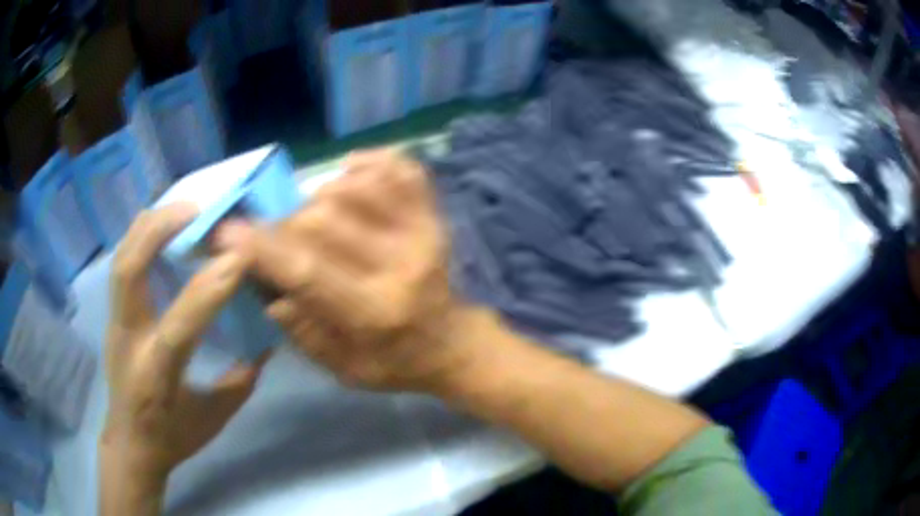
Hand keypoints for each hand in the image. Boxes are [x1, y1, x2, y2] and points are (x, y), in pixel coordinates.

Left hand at [103, 204, 268, 484]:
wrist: (130, 443)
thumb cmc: (172, 436)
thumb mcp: (213, 418)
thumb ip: (239, 381)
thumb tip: (265, 344)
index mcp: (156, 375)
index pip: (179, 325)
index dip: (210, 288)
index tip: (240, 256)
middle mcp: (128, 340)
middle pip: (130, 270)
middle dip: (161, 230)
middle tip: (198, 210)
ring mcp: (115, 323)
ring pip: (122, 258)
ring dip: (149, 226)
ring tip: (181, 210)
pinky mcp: (112, 316)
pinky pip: (122, 263)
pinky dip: (140, 237)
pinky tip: (160, 230)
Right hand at [216, 149, 496, 392]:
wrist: (453, 343)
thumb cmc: (394, 363)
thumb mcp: (342, 368)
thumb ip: (299, 328)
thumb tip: (264, 280)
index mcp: (374, 312)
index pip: (308, 269)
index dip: (262, 247)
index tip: (228, 231)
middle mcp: (401, 264)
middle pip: (323, 218)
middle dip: (287, 224)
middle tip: (281, 237)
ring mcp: (423, 231)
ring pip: (354, 185)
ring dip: (320, 195)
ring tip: (316, 217)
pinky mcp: (434, 213)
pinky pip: (398, 168)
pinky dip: (367, 163)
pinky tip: (350, 177)